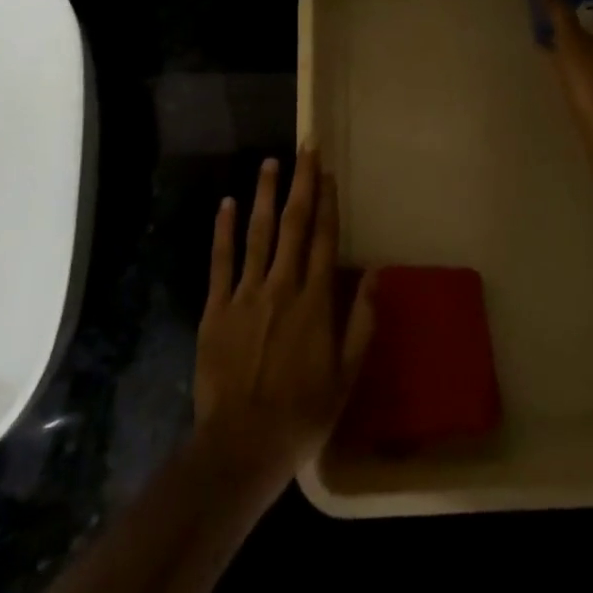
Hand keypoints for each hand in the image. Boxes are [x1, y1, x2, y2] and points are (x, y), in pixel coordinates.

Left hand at [194, 149, 376, 487]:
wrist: (242, 444)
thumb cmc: (302, 413)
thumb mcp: (346, 375)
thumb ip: (361, 321)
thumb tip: (376, 273)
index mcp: (315, 301)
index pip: (324, 238)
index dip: (327, 202)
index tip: (328, 171)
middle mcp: (282, 286)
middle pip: (293, 224)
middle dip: (301, 183)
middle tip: (305, 147)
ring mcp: (246, 294)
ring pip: (258, 233)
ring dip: (265, 195)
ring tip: (270, 162)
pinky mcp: (216, 308)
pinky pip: (221, 260)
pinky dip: (224, 230)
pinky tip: (227, 203)